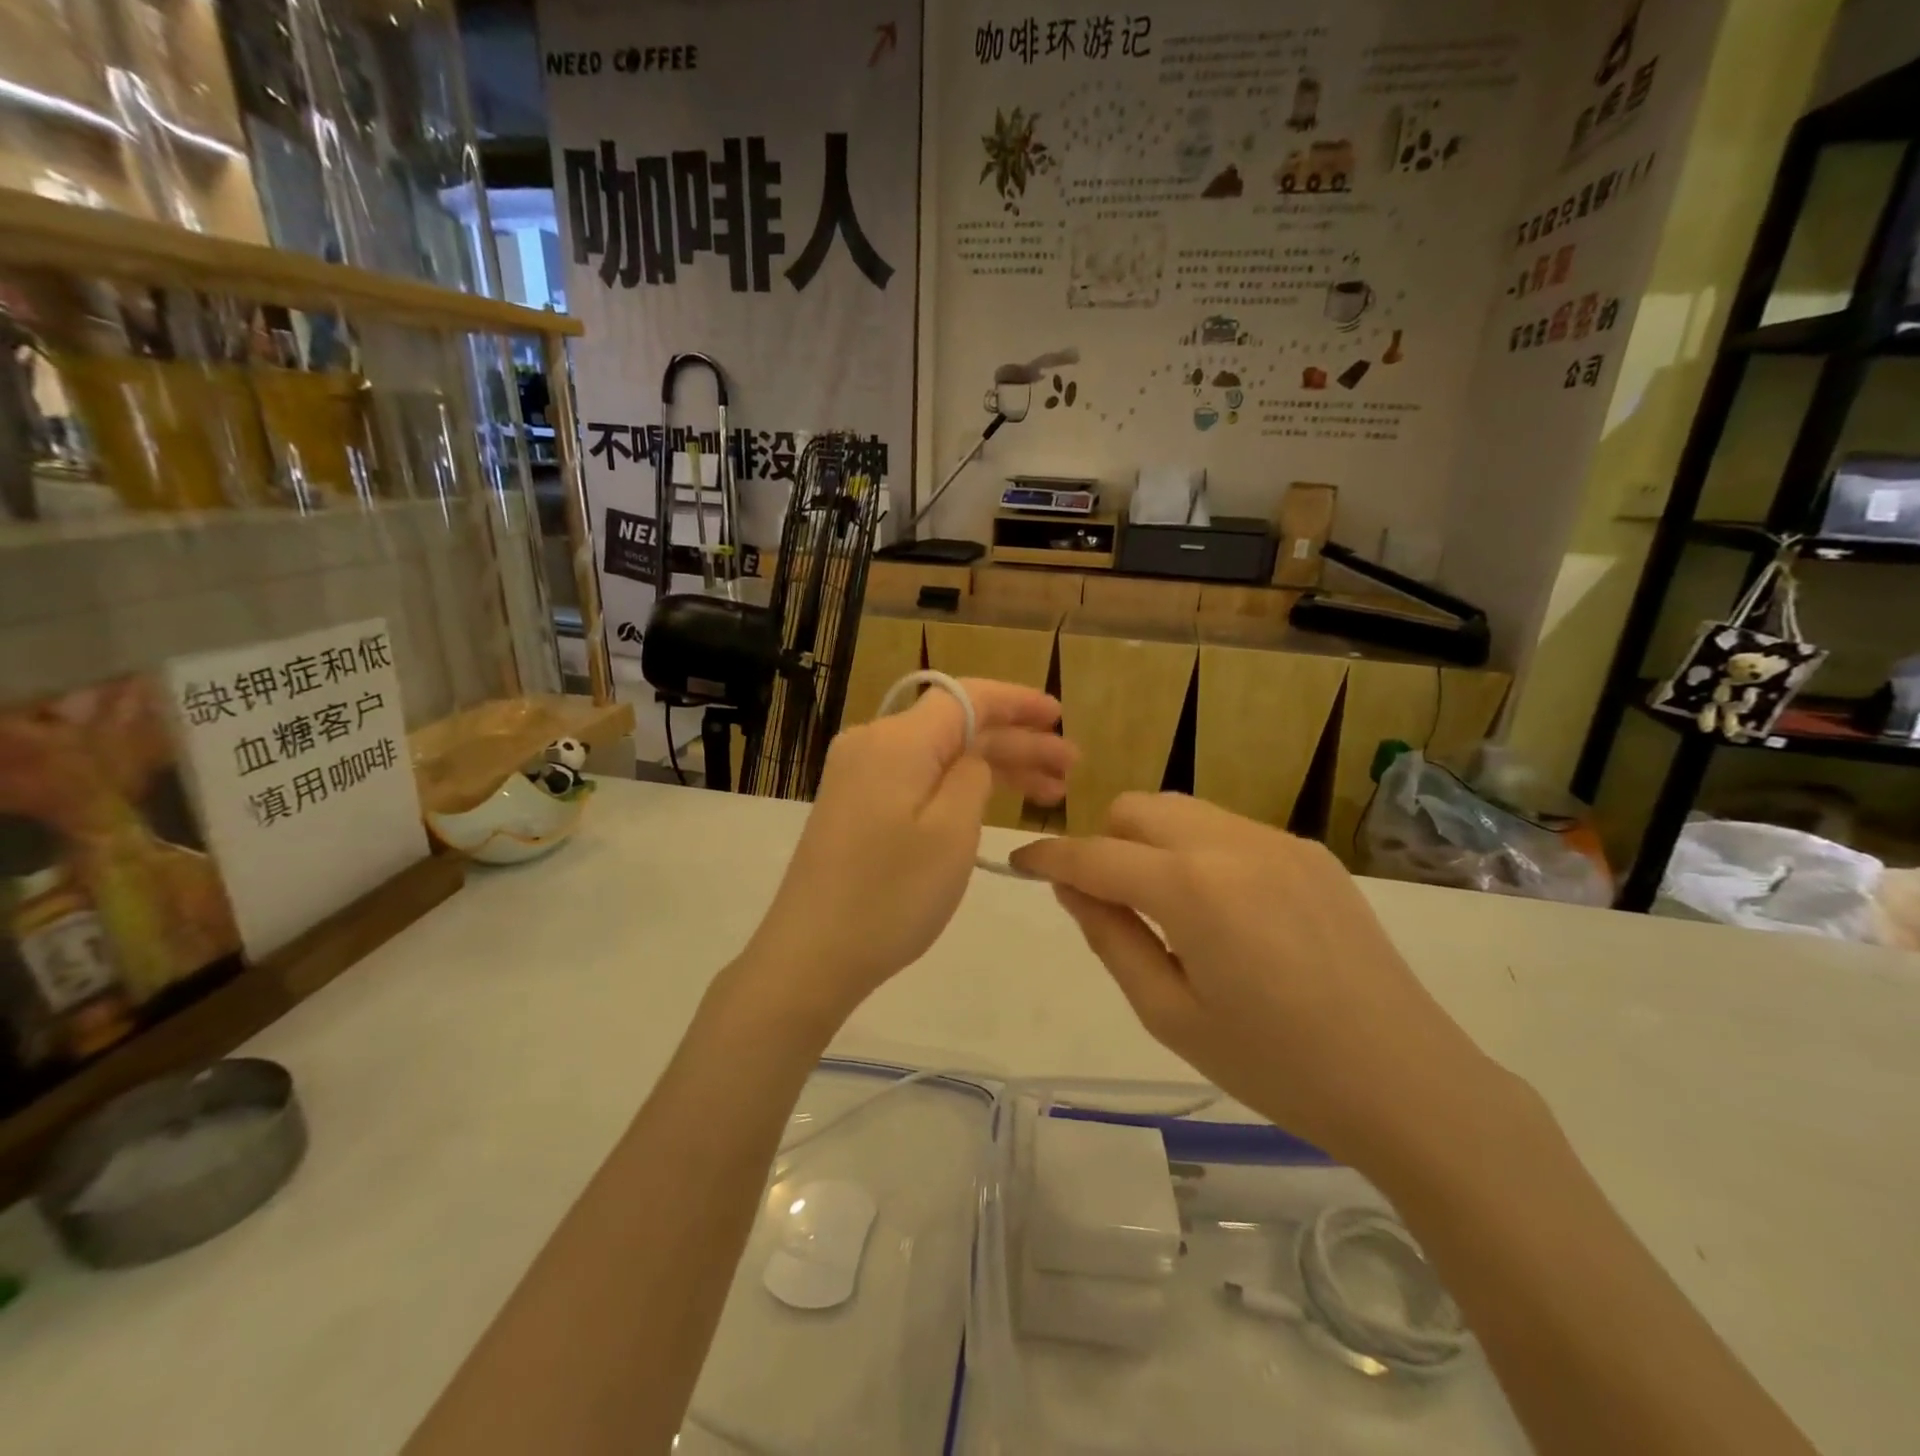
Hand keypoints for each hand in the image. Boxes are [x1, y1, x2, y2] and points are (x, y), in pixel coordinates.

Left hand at [741, 679, 1073, 1028]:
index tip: (1061, 715)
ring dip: (994, 767)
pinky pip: (918, 778)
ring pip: (940, 754)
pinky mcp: (855, 804)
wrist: (810, 955)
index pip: (968, 697)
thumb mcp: (952, 832)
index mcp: (897, 739)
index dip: (1018, 702)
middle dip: (1017, 742)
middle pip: (957, 726)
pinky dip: (959, 787)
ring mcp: (859, 774)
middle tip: (1071, 770)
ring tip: (1050, 793)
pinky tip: (993, 805)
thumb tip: (973, 757)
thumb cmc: (891, 895)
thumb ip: (973, 775)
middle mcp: (873, 742)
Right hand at [1010, 793, 1503, 1166]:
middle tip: (1109, 901)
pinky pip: (1229, 829)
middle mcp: (1231, 842)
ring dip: (1152, 842)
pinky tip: (1225, 911)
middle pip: (1136, 808)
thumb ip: (1110, 936)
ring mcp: (1278, 841)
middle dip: (1105, 842)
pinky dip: (1200, 851)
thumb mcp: (1170, 1014)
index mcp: (1191, 887)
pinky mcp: (1311, 852)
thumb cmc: (1275, 1065)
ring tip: (1166, 906)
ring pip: (1182, 810)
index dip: (1048, 856)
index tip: (1020, 861)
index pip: (1094, 854)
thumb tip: (1071, 886)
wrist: (1408, 1082)